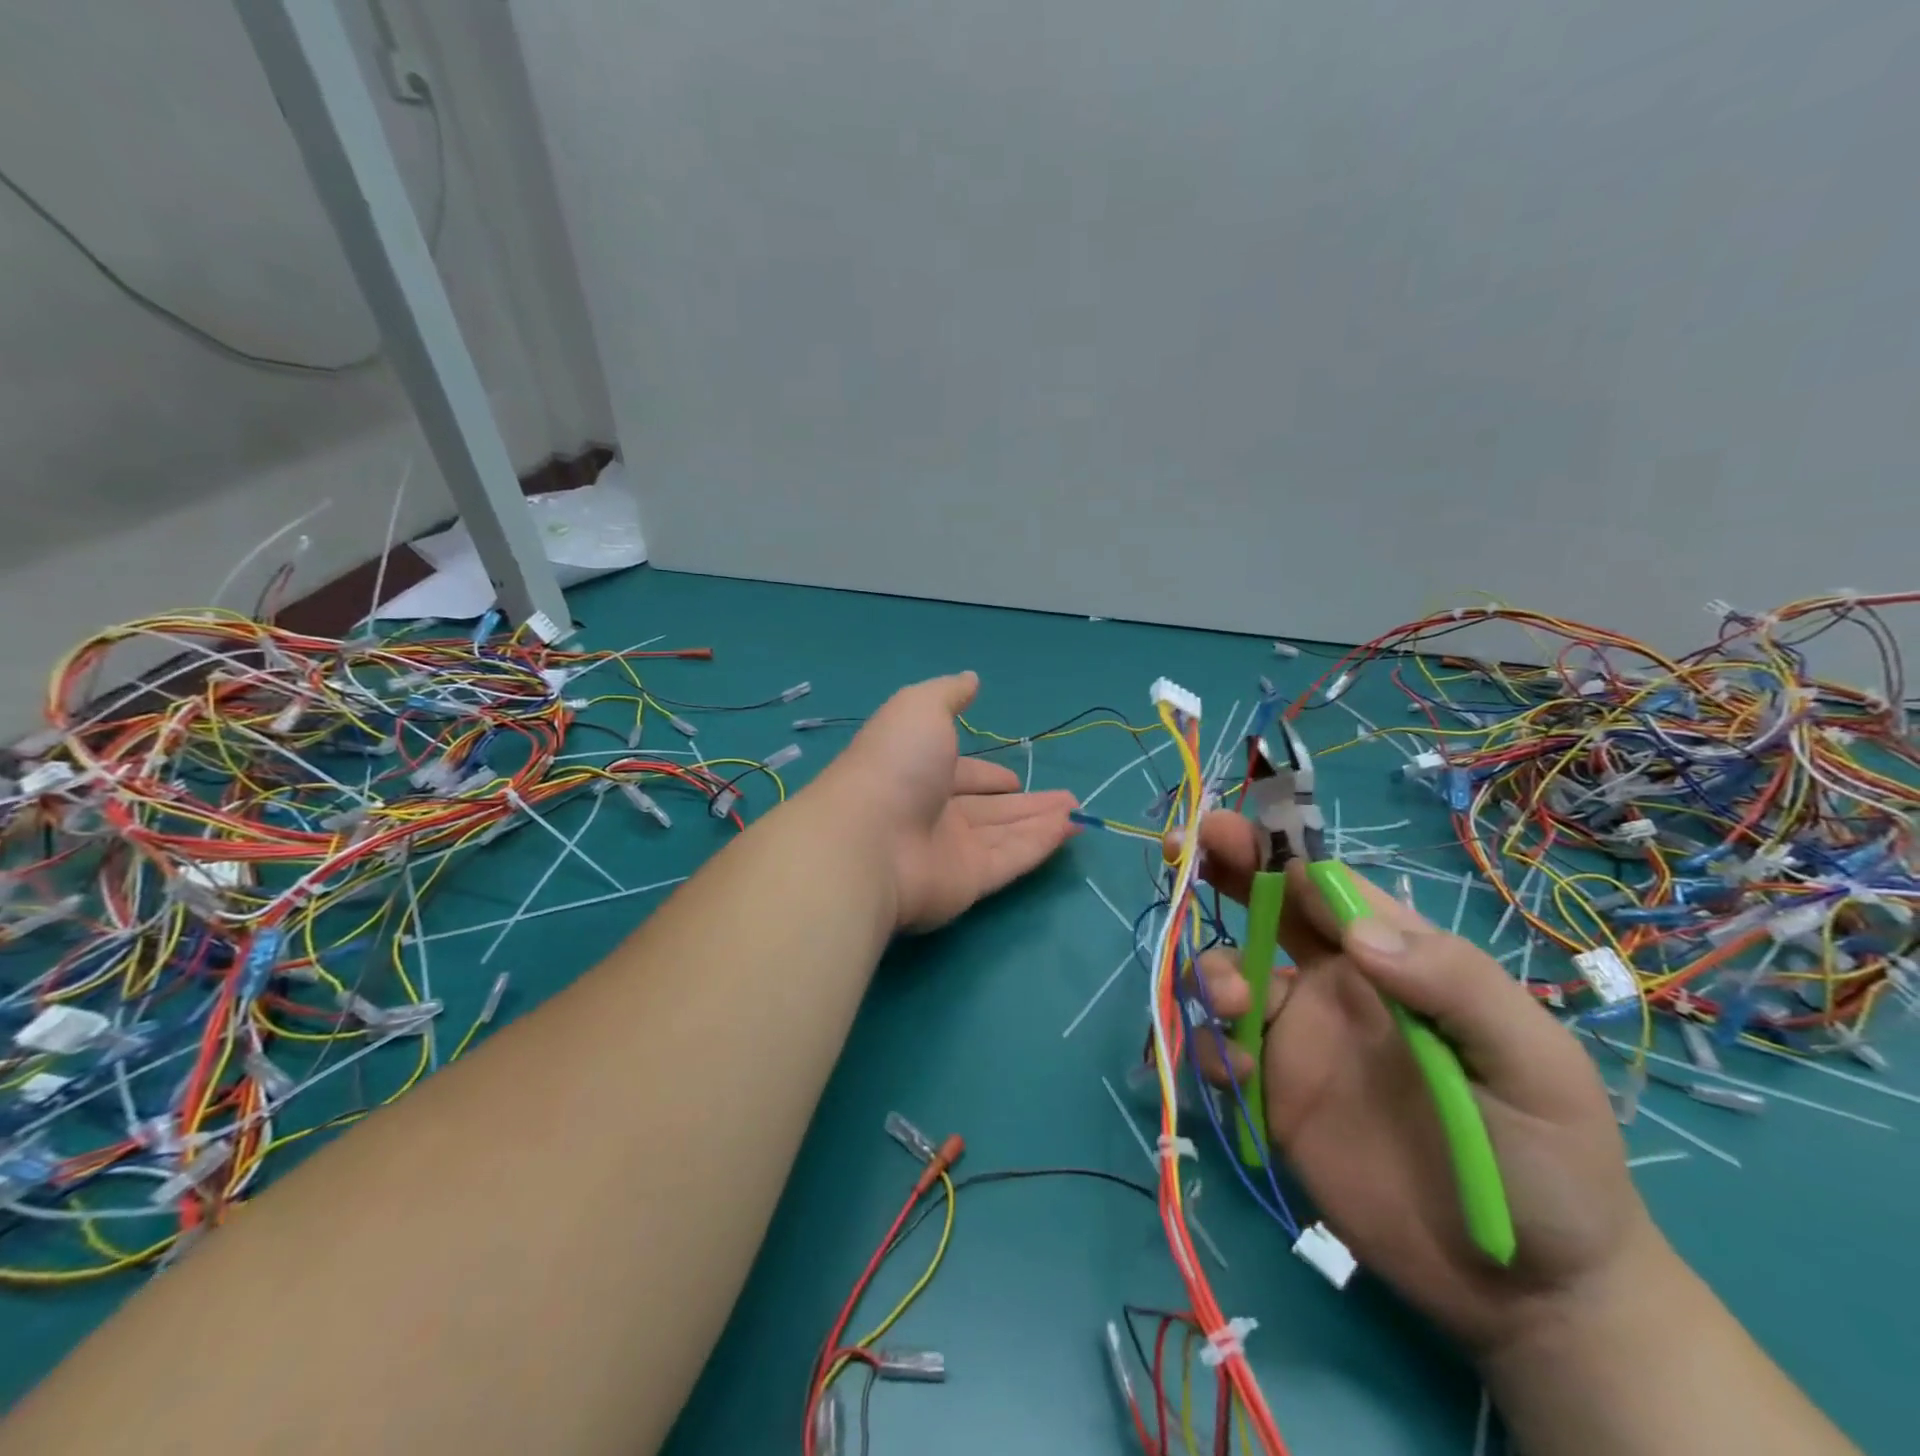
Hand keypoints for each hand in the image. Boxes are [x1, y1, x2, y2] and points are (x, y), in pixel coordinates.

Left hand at [812, 673, 1079, 931]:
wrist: (868, 839)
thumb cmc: (894, 764)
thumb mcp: (919, 708)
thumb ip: (948, 694)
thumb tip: (970, 679)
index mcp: (917, 772)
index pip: (960, 775)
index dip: (987, 775)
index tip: (1015, 777)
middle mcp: (933, 813)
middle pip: (989, 808)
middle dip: (1025, 801)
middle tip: (1065, 797)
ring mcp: (950, 850)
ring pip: (1006, 834)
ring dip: (1042, 821)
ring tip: (1079, 812)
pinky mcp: (968, 882)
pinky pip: (1012, 858)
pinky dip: (1041, 843)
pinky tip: (1070, 829)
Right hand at [1186, 810, 1661, 1358]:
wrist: (1529, 1293)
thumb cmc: (1550, 1160)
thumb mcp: (1530, 1063)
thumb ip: (1454, 985)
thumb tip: (1357, 934)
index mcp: (1394, 960)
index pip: (1327, 886)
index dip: (1277, 853)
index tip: (1229, 834)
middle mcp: (1336, 985)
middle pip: (1267, 910)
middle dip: (1224, 871)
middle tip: (1182, 846)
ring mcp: (1300, 1038)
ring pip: (1231, 974)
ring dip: (1214, 971)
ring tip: (1230, 1002)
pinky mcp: (1274, 1093)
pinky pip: (1222, 1049)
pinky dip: (1211, 1045)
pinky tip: (1236, 1069)